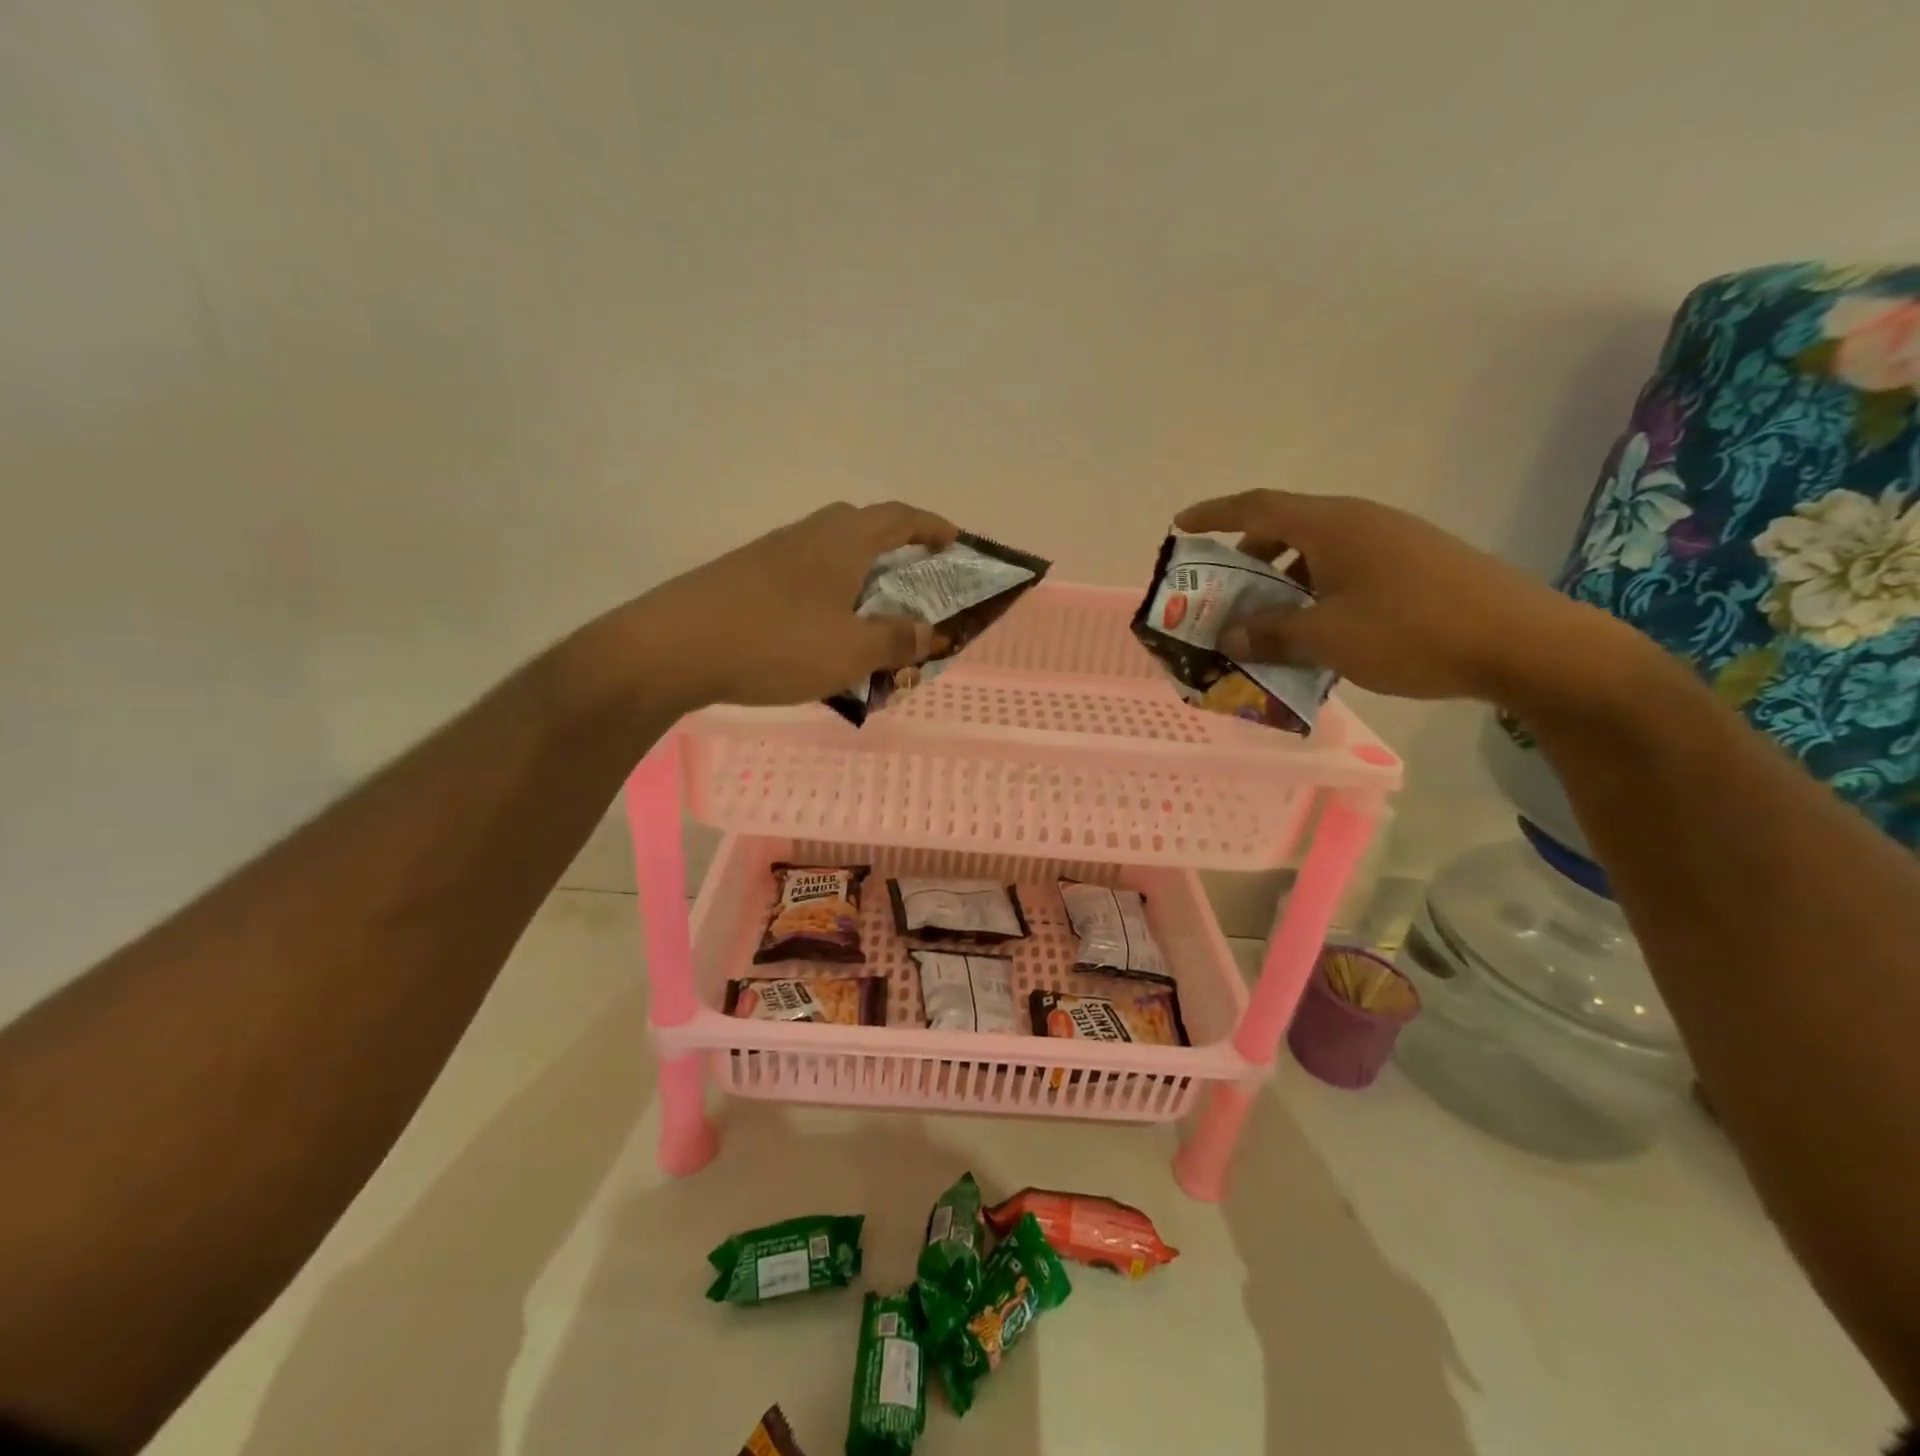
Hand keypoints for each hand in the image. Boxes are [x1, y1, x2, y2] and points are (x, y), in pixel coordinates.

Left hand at [630, 501, 958, 707]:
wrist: (673, 648)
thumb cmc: (777, 644)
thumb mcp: (851, 652)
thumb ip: (896, 641)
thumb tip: (930, 633)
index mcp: (842, 543)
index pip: (898, 518)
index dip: (930, 526)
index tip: (954, 540)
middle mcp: (807, 536)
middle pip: (859, 524)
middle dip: (891, 544)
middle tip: (909, 578)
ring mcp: (770, 554)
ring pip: (826, 552)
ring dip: (854, 573)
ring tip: (866, 613)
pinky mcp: (743, 577)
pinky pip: (800, 575)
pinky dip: (823, 593)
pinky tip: (816, 630)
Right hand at [1173, 490, 1637, 705]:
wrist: (1523, 644)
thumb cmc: (1412, 631)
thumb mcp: (1327, 638)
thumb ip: (1270, 633)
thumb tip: (1227, 635)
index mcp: (1332, 525)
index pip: (1257, 507)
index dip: (1214, 514)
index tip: (1180, 526)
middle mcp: (1360, 522)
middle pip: (1286, 528)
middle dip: (1247, 558)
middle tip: (1222, 592)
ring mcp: (1392, 542)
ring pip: (1317, 553)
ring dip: (1282, 581)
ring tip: (1265, 621)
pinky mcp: (1416, 566)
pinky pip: (1346, 570)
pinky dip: (1316, 593)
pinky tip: (1316, 632)